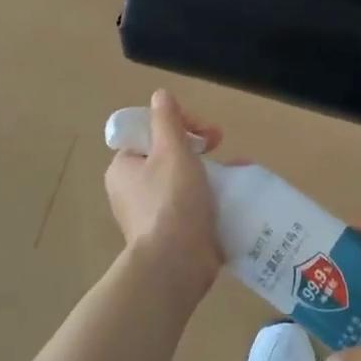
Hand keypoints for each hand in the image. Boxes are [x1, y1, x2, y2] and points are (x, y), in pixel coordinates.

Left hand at [104, 90, 223, 294]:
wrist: (176, 265)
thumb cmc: (171, 201)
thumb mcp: (171, 150)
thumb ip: (167, 120)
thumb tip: (160, 95)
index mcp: (123, 168)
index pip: (149, 132)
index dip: (177, 124)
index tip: (203, 130)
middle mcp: (132, 190)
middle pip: (167, 155)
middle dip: (197, 147)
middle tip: (220, 144)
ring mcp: (151, 215)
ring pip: (182, 181)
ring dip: (209, 171)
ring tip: (237, 170)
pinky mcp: (171, 234)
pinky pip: (192, 206)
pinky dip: (211, 197)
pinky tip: (235, 195)